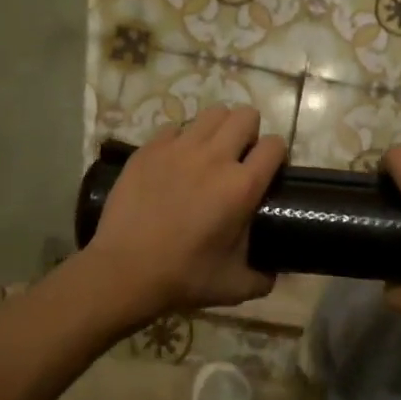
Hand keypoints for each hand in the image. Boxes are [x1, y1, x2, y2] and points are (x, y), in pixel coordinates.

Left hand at [83, 105, 285, 320]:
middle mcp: (215, 157)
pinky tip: (174, 163)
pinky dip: (180, 140)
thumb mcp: (235, 286)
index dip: (276, 155)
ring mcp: (179, 148)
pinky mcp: (149, 149)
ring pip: (212, 113)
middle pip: (246, 115)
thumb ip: (264, 277)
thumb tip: (274, 272)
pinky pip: (174, 128)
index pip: (275, 145)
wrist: (124, 272)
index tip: (269, 170)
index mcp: (242, 186)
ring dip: (218, 128)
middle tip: (239, 157)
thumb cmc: (183, 278)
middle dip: (249, 132)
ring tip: (210, 151)